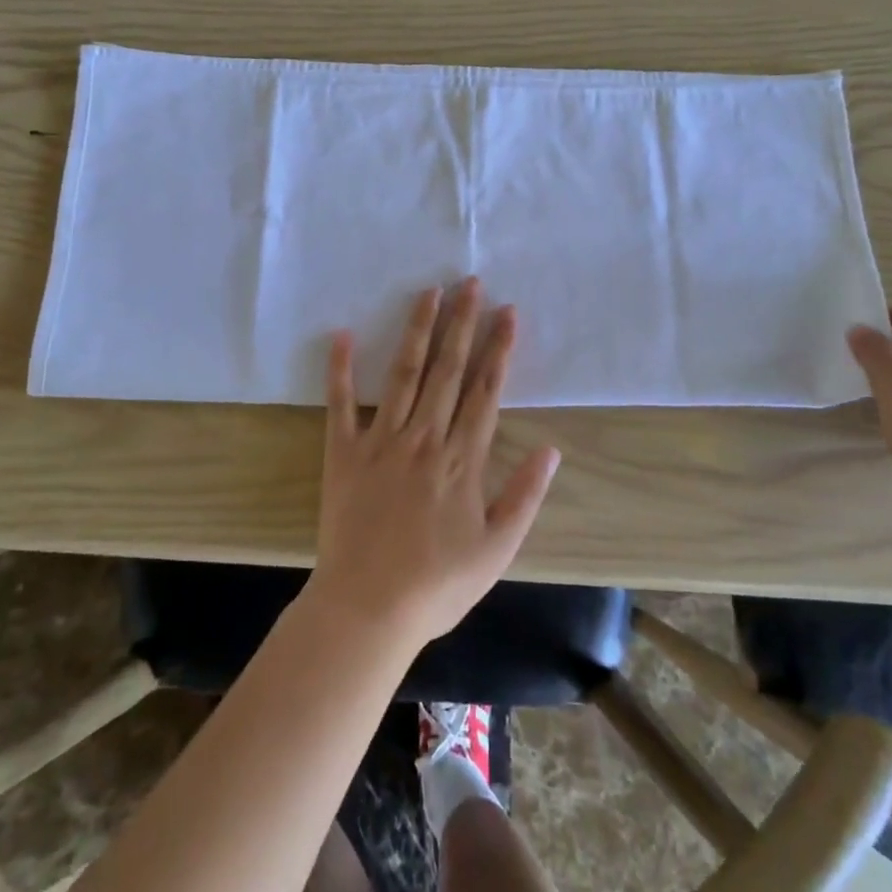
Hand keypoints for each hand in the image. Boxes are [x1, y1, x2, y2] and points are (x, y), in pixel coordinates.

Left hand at [308, 280, 560, 652]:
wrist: (367, 609)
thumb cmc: (437, 584)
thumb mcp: (497, 550)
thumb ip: (525, 496)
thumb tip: (552, 449)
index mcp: (461, 459)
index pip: (486, 390)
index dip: (499, 348)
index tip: (508, 312)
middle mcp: (424, 437)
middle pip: (448, 369)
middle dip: (461, 323)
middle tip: (470, 282)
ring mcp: (381, 441)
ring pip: (403, 373)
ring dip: (417, 330)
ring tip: (428, 292)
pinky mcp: (343, 453)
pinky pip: (340, 404)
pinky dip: (339, 369)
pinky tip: (341, 334)